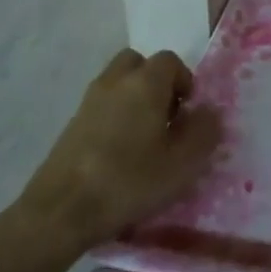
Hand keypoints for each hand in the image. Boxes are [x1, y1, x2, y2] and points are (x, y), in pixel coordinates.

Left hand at [13, 48, 221, 253]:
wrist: (61, 210)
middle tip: (166, 116)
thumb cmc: (129, 181)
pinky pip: (102, 105)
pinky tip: (120, 152)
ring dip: (134, 98)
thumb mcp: (183, 163)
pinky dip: (115, 116)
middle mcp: (115, 81)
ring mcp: (89, 101)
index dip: (185, 81)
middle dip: (156, 82)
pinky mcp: (72, 124)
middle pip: (139, 63)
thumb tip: (209, 111)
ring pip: (118, 83)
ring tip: (144, 137)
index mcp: (145, 83)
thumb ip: (205, 132)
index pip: (170, 60)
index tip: (188, 113)